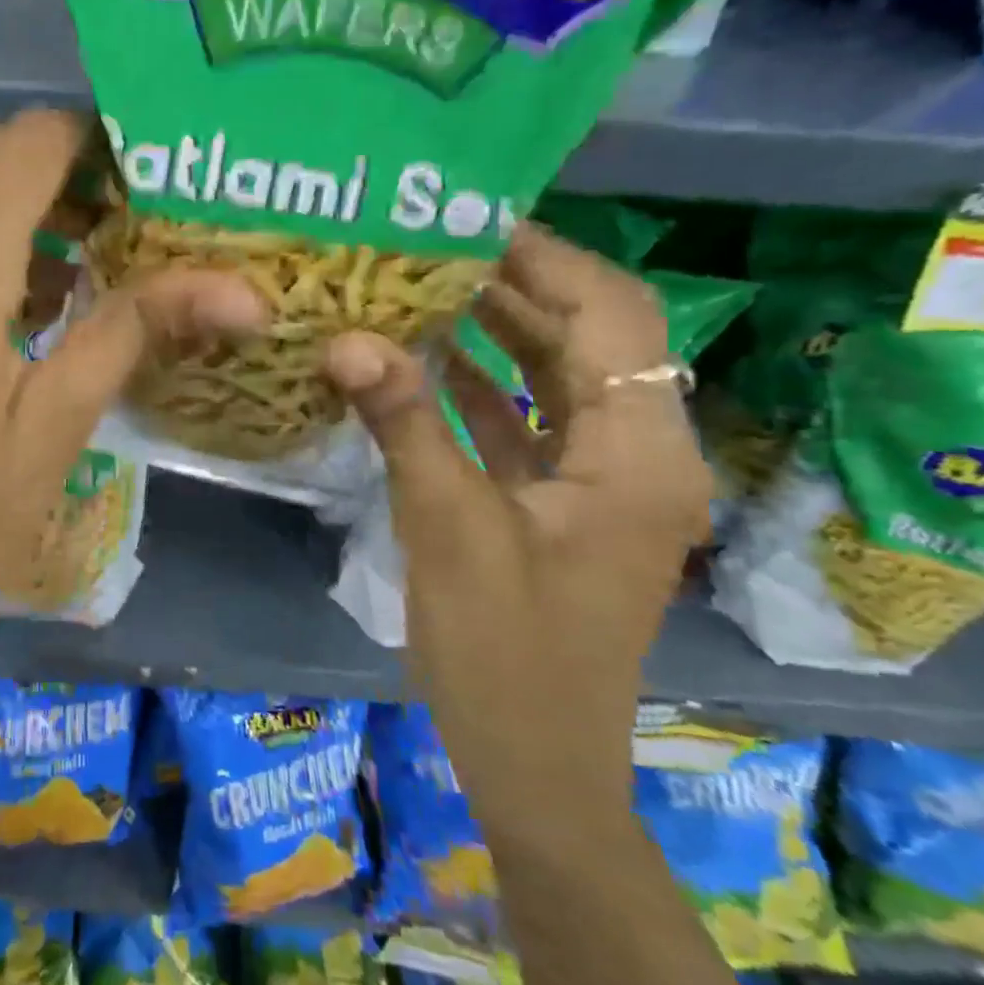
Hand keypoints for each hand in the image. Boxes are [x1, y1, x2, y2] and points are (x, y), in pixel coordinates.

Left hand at [0, 111, 265, 703]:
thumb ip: (131, 333)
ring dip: (10, 199)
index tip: (142, 178)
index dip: (89, 141)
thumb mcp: (54, 434)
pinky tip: (5, 300)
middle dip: (54, 164)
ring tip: (74, 261)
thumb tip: (238, 289)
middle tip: (118, 220)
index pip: (25, 146)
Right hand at [326, 227, 710, 842]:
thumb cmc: (505, 654)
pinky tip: (415, 356)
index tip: (465, 221)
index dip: (545, 259)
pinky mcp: (558, 498)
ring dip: (490, 328)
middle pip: (585, 335)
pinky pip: (522, 416)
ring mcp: (596, 476)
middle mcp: (633, 450)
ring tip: (414, 283)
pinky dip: (475, 382)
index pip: (611, 314)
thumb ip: (405, 424)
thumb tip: (346, 338)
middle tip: (424, 244)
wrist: (533, 763)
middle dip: (510, 285)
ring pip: (551, 373)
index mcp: (637, 453)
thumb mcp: (451, 530)